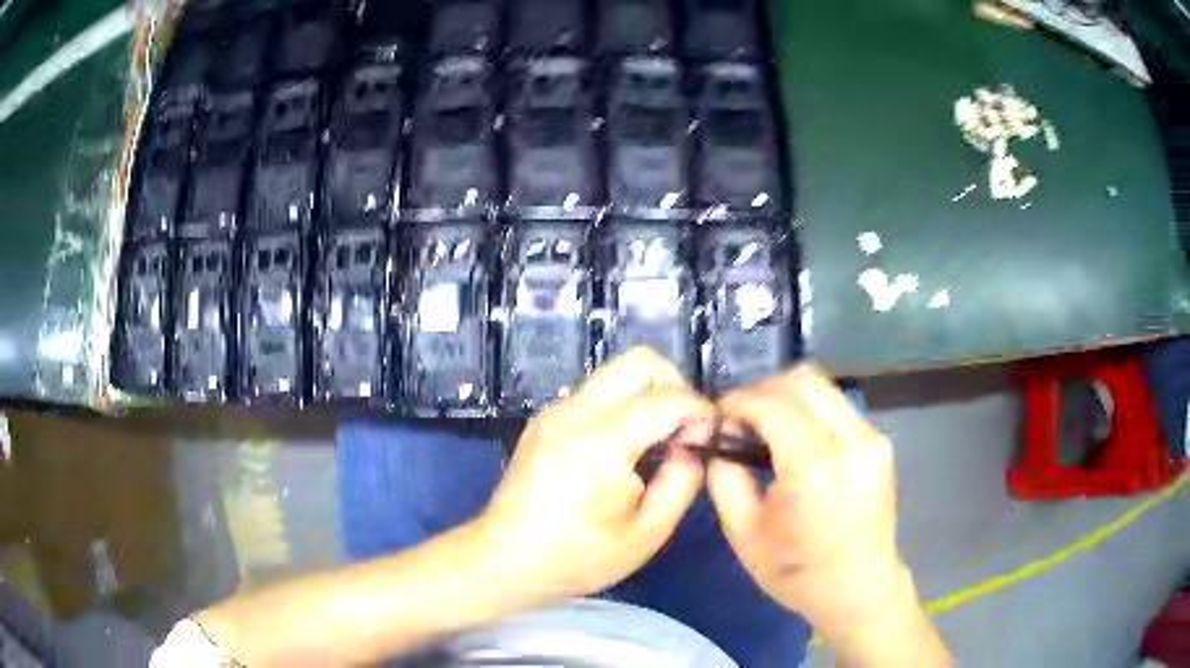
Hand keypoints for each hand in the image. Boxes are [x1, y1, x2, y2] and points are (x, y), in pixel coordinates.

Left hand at [478, 347, 714, 601]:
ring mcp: (555, 411)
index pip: (668, 397)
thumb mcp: (647, 533)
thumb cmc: (578, 557)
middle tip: (683, 429)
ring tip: (656, 444)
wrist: (505, 560)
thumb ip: (683, 480)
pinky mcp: (546, 418)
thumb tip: (695, 443)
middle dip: (675, 385)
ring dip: (648, 396)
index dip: (700, 412)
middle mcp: (575, 412)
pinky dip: (624, 407)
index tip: (709, 438)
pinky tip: (624, 451)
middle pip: (640, 361)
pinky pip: (597, 393)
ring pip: (617, 373)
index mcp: (601, 442)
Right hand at [708, 365, 946, 663]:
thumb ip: (724, 476)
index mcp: (814, 469)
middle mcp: (850, 441)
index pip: (771, 404)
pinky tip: (795, 443)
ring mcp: (871, 438)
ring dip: (786, 398)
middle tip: (740, 420)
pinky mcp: (879, 442)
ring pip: (822, 387)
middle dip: (762, 391)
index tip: (718, 417)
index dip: (737, 402)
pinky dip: (808, 412)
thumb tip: (717, 436)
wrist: (859, 589)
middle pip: (801, 380)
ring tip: (766, 429)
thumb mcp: (743, 533)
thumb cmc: (796, 572)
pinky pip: (837, 407)